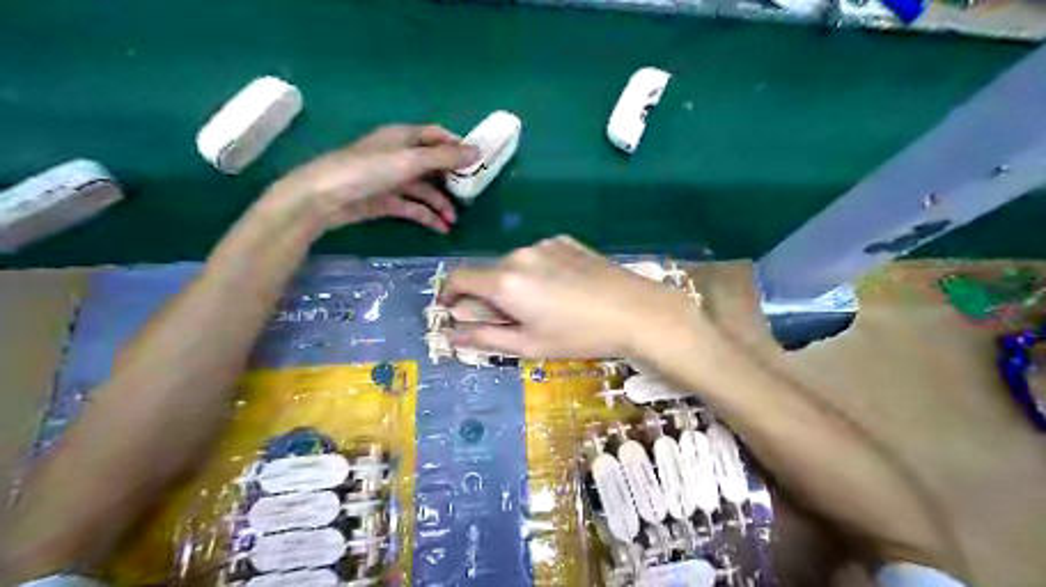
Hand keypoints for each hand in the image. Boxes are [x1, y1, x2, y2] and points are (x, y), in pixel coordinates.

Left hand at [263, 124, 476, 234]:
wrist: (324, 198)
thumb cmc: (367, 170)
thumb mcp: (409, 161)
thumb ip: (444, 158)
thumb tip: (478, 151)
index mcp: (404, 137)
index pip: (437, 136)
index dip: (457, 146)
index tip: (479, 162)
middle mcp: (400, 156)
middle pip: (433, 165)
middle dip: (452, 180)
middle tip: (472, 195)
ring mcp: (392, 180)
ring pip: (424, 189)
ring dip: (440, 203)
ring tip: (454, 220)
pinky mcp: (386, 201)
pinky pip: (413, 207)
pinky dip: (427, 216)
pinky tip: (440, 228)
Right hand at [439, 234, 695, 356]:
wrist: (635, 310)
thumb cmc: (578, 335)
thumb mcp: (528, 345)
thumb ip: (484, 338)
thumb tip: (451, 334)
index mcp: (504, 281)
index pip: (459, 278)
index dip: (449, 294)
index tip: (453, 310)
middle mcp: (519, 255)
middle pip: (488, 273)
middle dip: (488, 295)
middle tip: (511, 320)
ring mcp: (544, 244)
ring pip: (514, 264)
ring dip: (515, 283)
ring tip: (545, 306)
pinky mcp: (565, 241)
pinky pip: (538, 256)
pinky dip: (537, 272)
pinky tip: (563, 290)